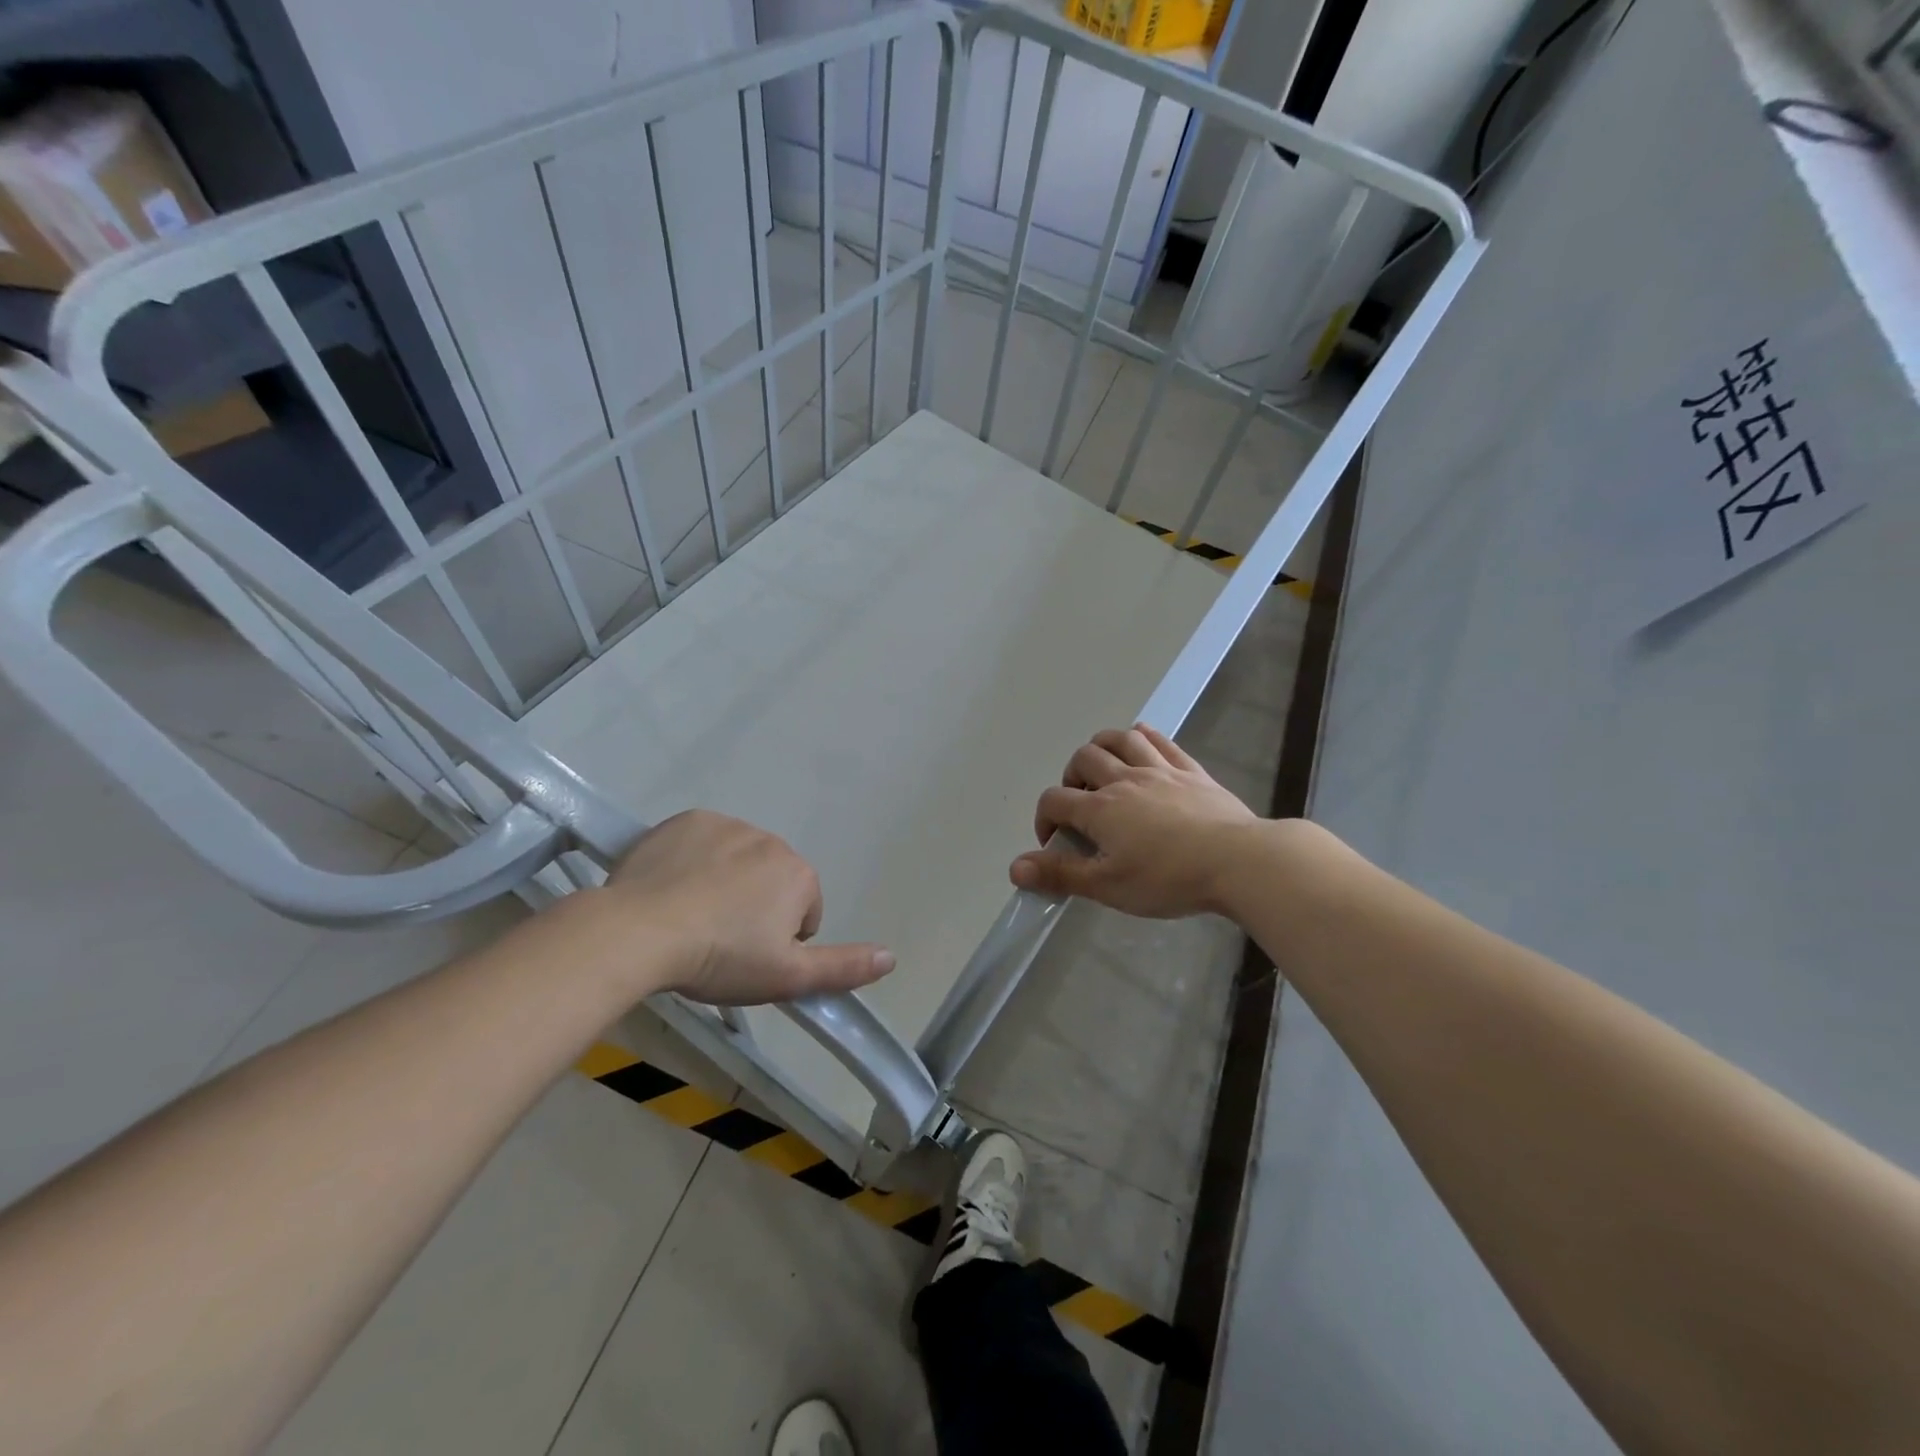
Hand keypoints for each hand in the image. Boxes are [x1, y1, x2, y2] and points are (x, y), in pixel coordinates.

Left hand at [599, 810, 894, 1004]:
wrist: (641, 931)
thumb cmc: (721, 957)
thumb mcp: (787, 977)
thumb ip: (843, 967)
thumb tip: (892, 957)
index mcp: (799, 874)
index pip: (804, 911)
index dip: (779, 941)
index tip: (747, 958)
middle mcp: (771, 840)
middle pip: (771, 882)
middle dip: (754, 907)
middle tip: (719, 941)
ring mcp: (726, 824)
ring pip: (736, 860)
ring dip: (725, 883)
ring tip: (691, 917)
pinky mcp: (686, 820)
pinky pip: (702, 842)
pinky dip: (694, 861)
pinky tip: (672, 889)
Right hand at [1010, 724, 1262, 918]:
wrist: (1238, 861)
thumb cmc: (1169, 878)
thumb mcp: (1109, 886)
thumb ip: (1061, 874)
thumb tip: (1014, 868)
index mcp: (1100, 809)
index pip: (1055, 800)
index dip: (1044, 818)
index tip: (1053, 842)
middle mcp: (1124, 780)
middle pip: (1084, 758)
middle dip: (1072, 776)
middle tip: (1080, 803)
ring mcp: (1160, 770)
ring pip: (1121, 739)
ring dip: (1103, 746)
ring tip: (1103, 767)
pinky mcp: (1191, 770)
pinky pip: (1161, 740)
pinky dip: (1144, 736)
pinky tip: (1140, 740)